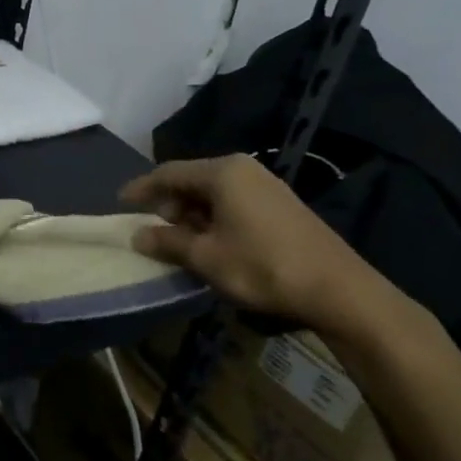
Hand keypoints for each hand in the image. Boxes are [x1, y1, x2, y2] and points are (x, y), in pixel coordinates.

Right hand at [122, 154, 385, 334]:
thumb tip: (138, 236)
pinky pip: (233, 202)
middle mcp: (243, 169)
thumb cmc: (262, 266)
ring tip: (181, 241)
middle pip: (191, 180)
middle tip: (154, 230)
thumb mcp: (205, 257)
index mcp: (222, 172)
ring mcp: (266, 186)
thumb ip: (167, 242)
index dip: (141, 189)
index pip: (168, 173)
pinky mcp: (281, 206)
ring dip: (191, 214)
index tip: (120, 204)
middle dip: (168, 203)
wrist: (340, 290)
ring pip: (213, 193)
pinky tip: (211, 243)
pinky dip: (214, 218)